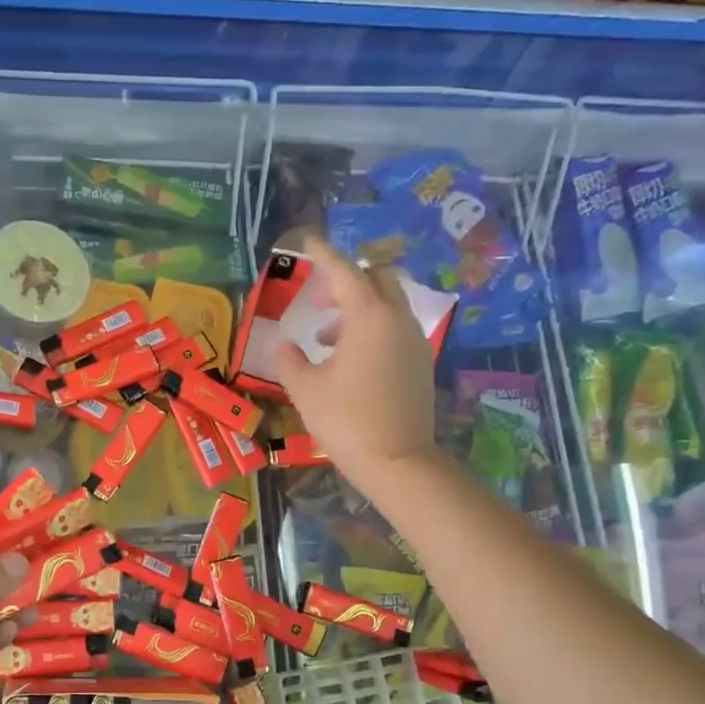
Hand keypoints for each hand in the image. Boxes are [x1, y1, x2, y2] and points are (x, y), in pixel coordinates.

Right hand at [272, 235, 438, 485]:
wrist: (397, 461)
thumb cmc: (345, 420)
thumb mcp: (306, 389)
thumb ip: (290, 359)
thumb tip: (283, 342)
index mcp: (368, 317)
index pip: (344, 271)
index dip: (323, 254)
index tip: (307, 241)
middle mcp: (396, 319)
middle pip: (377, 278)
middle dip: (348, 281)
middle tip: (320, 303)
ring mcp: (413, 340)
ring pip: (388, 304)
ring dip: (359, 309)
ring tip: (327, 339)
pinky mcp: (421, 362)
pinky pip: (396, 328)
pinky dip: (373, 329)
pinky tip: (351, 360)